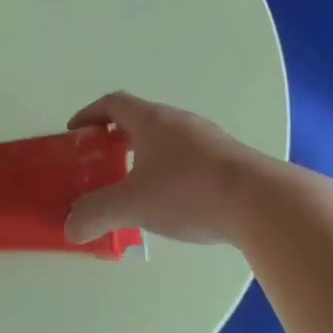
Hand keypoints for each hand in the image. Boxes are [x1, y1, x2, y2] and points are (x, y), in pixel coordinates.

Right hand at [63, 93, 275, 245]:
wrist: (262, 203)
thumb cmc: (188, 192)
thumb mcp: (132, 205)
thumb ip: (95, 214)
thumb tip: (70, 228)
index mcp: (152, 120)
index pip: (113, 104)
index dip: (89, 115)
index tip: (75, 133)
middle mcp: (180, 121)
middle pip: (140, 120)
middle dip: (116, 138)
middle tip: (101, 163)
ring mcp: (209, 140)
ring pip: (167, 140)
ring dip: (145, 156)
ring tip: (135, 187)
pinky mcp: (230, 162)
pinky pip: (190, 158)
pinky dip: (171, 172)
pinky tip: (173, 202)